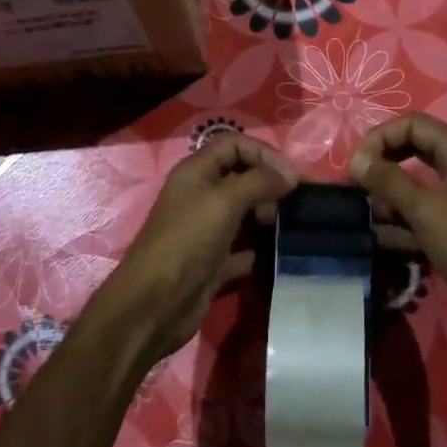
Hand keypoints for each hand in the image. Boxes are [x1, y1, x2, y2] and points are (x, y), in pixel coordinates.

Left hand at [95, 134, 298, 363]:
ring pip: (246, 213)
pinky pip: (244, 248)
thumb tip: (290, 177)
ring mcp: (207, 230)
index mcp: (196, 171)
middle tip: (290, 206)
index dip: (264, 153)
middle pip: (243, 177)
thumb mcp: (225, 200)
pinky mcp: (214, 261)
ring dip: (269, 217)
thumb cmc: (188, 240)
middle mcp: (201, 195)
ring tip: (288, 229)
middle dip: (270, 186)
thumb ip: (260, 181)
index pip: (235, 144)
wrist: (156, 303)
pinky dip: (261, 249)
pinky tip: (278, 255)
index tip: (291, 179)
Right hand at [350, 114, 446, 357]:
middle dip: (383, 169)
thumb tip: (356, 160)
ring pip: (414, 187)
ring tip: (375, 222)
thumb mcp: (426, 210)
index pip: (413, 125)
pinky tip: (387, 242)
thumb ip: (388, 181)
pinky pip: (422, 215)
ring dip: (390, 201)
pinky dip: (403, 225)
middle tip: (358, 189)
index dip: (380, 138)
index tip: (355, 166)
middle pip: (412, 152)